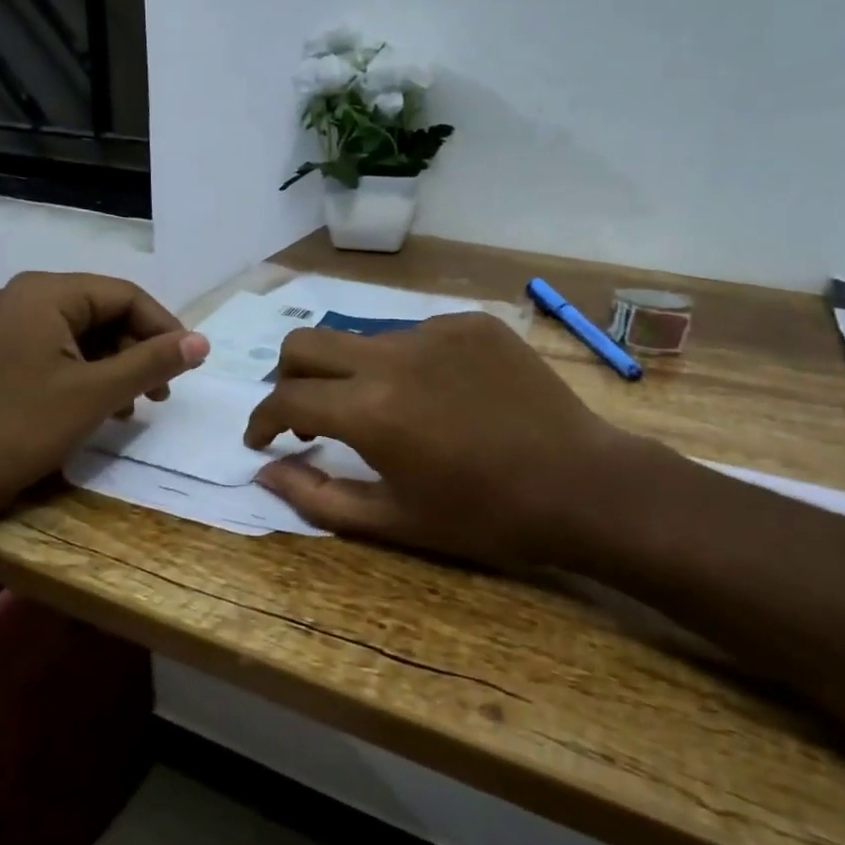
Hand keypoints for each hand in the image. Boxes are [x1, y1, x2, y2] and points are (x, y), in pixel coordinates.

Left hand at [0, 272, 208, 516]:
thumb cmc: (22, 427)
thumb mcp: (96, 393)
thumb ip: (152, 362)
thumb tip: (202, 342)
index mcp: (46, 293)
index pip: (124, 295)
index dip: (164, 328)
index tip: (190, 365)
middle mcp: (27, 298)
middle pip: (105, 312)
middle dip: (140, 351)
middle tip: (161, 394)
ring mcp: (12, 327)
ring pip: (87, 336)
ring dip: (119, 367)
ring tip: (136, 406)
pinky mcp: (6, 356)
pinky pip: (63, 353)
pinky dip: (92, 376)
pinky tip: (105, 409)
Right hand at [244, 313, 656, 567]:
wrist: (583, 485)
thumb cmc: (484, 517)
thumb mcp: (393, 521)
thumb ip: (317, 497)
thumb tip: (266, 472)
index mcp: (370, 410)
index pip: (285, 397)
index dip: (261, 420)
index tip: (262, 439)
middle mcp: (393, 355)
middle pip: (305, 343)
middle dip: (289, 379)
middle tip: (309, 417)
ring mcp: (436, 330)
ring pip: (360, 338)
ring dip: (350, 373)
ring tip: (384, 413)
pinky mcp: (471, 323)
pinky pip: (413, 334)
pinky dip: (402, 364)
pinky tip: (436, 397)